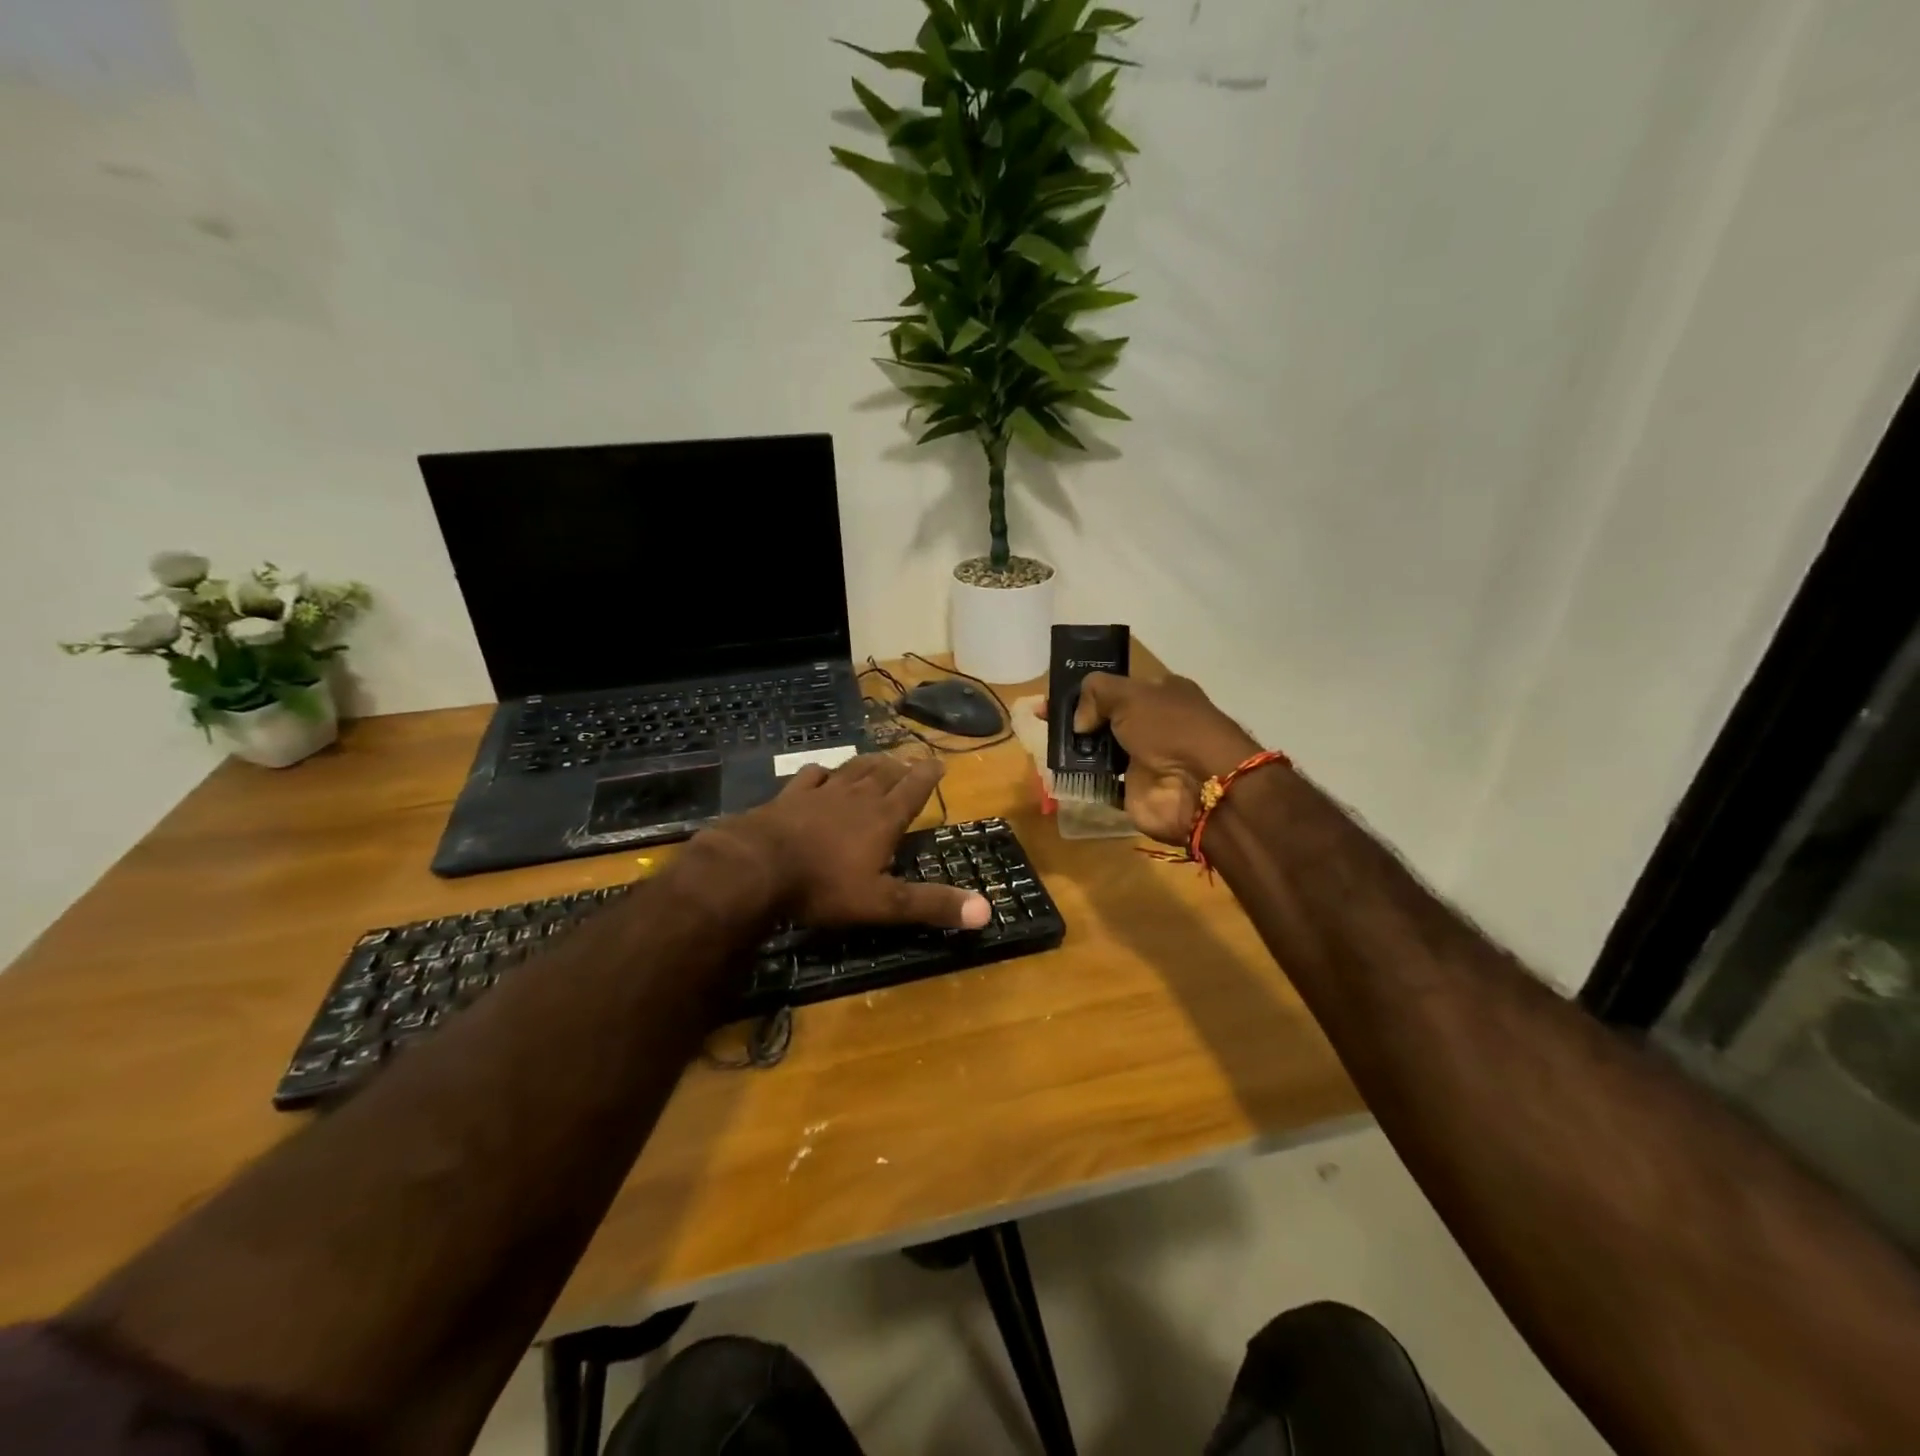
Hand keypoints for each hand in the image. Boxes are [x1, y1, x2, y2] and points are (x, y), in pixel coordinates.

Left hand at [712, 755, 992, 928]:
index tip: (939, 762)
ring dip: (868, 763)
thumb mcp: (883, 903)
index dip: (928, 775)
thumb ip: (931, 904)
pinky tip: (822, 772)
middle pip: (884, 773)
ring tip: (879, 759)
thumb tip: (986, 911)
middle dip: (901, 766)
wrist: (757, 867)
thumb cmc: (824, 886)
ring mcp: (820, 793)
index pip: (913, 789)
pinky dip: (822, 772)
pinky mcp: (789, 797)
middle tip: (910, 760)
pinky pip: (811, 776)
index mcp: (883, 818)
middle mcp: (856, 797)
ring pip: (852, 769)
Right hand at [1046, 674, 1259, 844]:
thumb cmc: (1170, 728)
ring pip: (1099, 751)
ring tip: (1044, 745)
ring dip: (1075, 749)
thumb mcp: (1130, 694)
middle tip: (1040, 720)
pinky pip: (1100, 782)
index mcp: (1160, 694)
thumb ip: (1096, 693)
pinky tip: (1057, 771)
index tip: (1052, 697)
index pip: (1116, 688)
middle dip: (1074, 720)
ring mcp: (1142, 760)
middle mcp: (1152, 725)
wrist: (1199, 785)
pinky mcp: (1132, 791)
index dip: (1083, 691)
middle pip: (1104, 719)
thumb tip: (1080, 721)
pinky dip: (1081, 779)